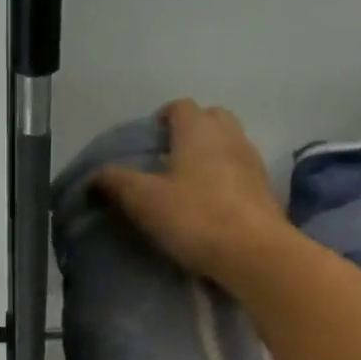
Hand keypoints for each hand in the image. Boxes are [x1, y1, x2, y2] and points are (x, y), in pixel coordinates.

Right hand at [94, 99, 293, 284]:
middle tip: (169, 160)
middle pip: (210, 118)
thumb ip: (117, 182)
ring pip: (229, 144)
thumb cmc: (195, 218)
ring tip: (189, 184)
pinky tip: (212, 204)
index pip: (180, 107)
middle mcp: (229, 135)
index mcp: (198, 130)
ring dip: (210, 155)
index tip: (148, 142)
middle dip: (191, 131)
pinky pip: (240, 172)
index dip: (162, 119)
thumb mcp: (144, 201)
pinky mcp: (265, 190)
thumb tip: (95, 174)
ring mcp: (252, 161)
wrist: (253, 253)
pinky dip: (226, 179)